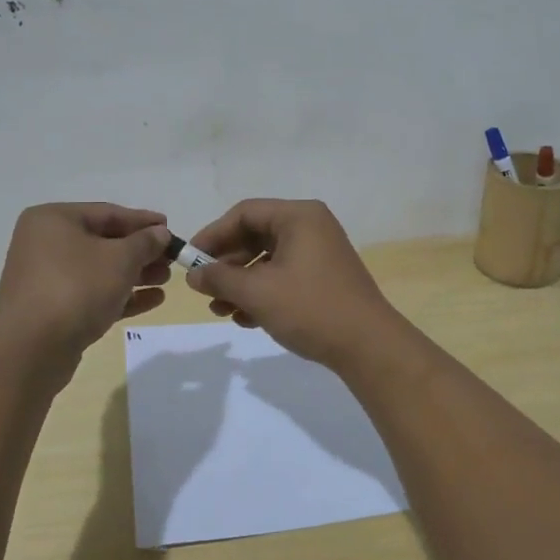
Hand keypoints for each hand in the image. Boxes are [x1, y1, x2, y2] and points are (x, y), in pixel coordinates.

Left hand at [0, 203, 171, 359]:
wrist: (32, 349)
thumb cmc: (77, 288)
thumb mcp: (120, 259)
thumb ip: (145, 242)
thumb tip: (160, 233)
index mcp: (53, 220)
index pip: (107, 213)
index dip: (142, 221)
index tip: (171, 228)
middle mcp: (44, 244)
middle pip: (103, 242)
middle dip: (141, 252)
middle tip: (171, 260)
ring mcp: (45, 279)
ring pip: (99, 270)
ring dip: (135, 274)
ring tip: (165, 280)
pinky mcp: (51, 309)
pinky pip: (91, 294)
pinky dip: (120, 295)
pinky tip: (153, 300)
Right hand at [183, 199, 408, 369]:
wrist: (368, 346)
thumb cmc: (310, 308)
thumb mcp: (257, 293)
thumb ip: (220, 279)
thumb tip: (192, 275)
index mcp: (299, 216)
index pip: (244, 213)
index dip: (213, 235)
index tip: (191, 261)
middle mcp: (311, 227)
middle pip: (255, 235)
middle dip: (227, 265)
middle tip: (205, 290)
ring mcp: (320, 253)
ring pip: (268, 259)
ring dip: (241, 283)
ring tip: (222, 311)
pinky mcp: (324, 277)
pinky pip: (284, 275)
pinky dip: (262, 292)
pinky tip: (247, 319)